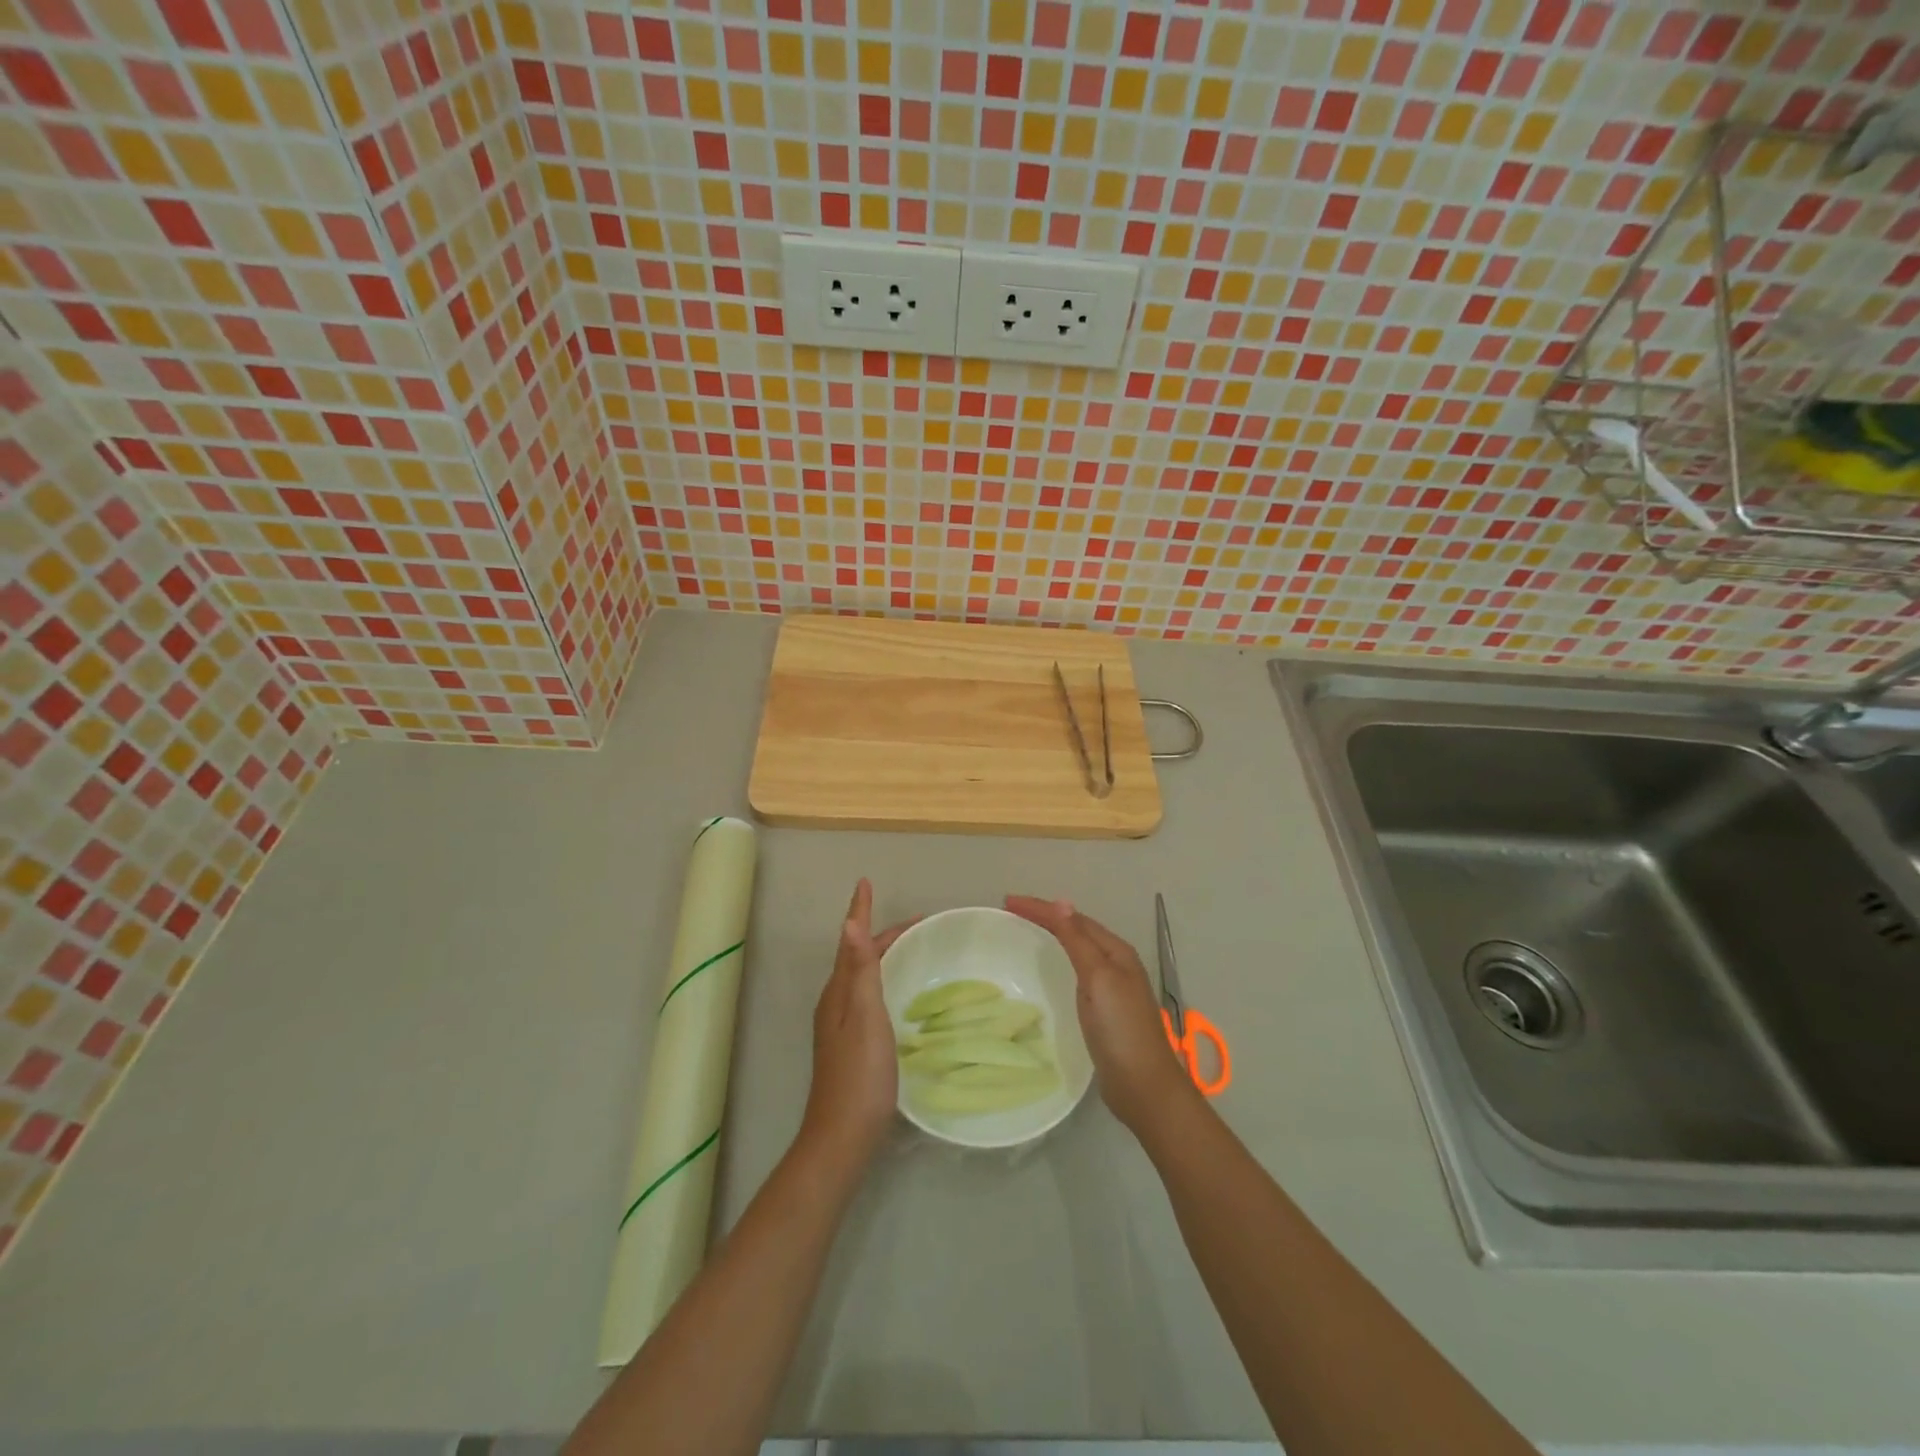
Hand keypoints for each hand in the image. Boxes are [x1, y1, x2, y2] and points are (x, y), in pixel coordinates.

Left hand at [799, 879, 915, 1170]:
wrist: (843, 1137)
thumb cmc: (859, 1074)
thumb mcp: (864, 1017)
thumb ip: (860, 971)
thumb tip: (850, 922)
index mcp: (838, 993)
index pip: (851, 941)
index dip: (860, 911)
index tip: (866, 882)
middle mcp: (836, 1003)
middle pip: (858, 956)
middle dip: (882, 934)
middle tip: (918, 923)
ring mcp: (841, 1026)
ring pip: (863, 977)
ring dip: (882, 955)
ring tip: (909, 948)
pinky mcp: (853, 1044)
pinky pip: (868, 996)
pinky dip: (884, 979)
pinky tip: (898, 994)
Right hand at [1005, 895, 1195, 1133]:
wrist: (1143, 1085)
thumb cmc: (1120, 1029)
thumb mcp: (1098, 979)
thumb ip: (1079, 941)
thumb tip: (1062, 903)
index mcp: (1116, 951)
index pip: (1073, 918)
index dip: (1041, 908)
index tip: (1008, 902)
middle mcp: (1115, 963)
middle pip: (1076, 929)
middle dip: (1046, 915)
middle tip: (1012, 910)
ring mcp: (1111, 986)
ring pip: (1078, 948)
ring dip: (1053, 934)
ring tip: (1026, 928)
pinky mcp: (1103, 1008)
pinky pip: (1077, 969)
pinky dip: (1060, 958)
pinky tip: (1051, 966)